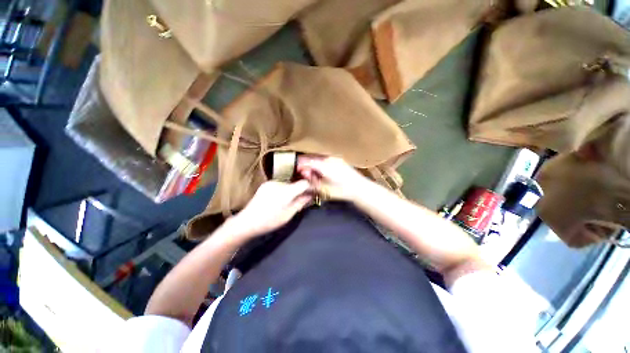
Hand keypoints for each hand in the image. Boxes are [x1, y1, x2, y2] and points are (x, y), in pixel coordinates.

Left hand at [228, 180, 312, 238]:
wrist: (247, 221)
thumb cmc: (270, 221)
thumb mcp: (289, 214)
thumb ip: (301, 202)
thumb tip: (311, 195)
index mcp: (286, 191)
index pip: (304, 183)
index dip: (310, 186)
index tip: (313, 192)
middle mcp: (279, 183)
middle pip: (296, 181)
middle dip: (302, 188)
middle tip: (304, 197)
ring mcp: (271, 182)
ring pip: (289, 182)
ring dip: (293, 188)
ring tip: (291, 199)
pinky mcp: (266, 184)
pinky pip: (281, 184)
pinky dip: (285, 188)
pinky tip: (282, 197)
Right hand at [297, 156, 370, 201]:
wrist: (359, 188)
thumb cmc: (341, 191)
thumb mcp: (324, 189)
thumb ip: (312, 181)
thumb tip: (304, 174)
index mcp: (324, 165)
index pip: (307, 161)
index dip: (300, 165)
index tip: (296, 169)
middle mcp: (328, 158)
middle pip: (312, 157)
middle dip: (305, 163)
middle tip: (303, 172)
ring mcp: (334, 157)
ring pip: (318, 157)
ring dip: (312, 162)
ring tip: (311, 171)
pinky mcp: (339, 159)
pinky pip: (325, 158)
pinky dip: (319, 162)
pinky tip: (320, 169)